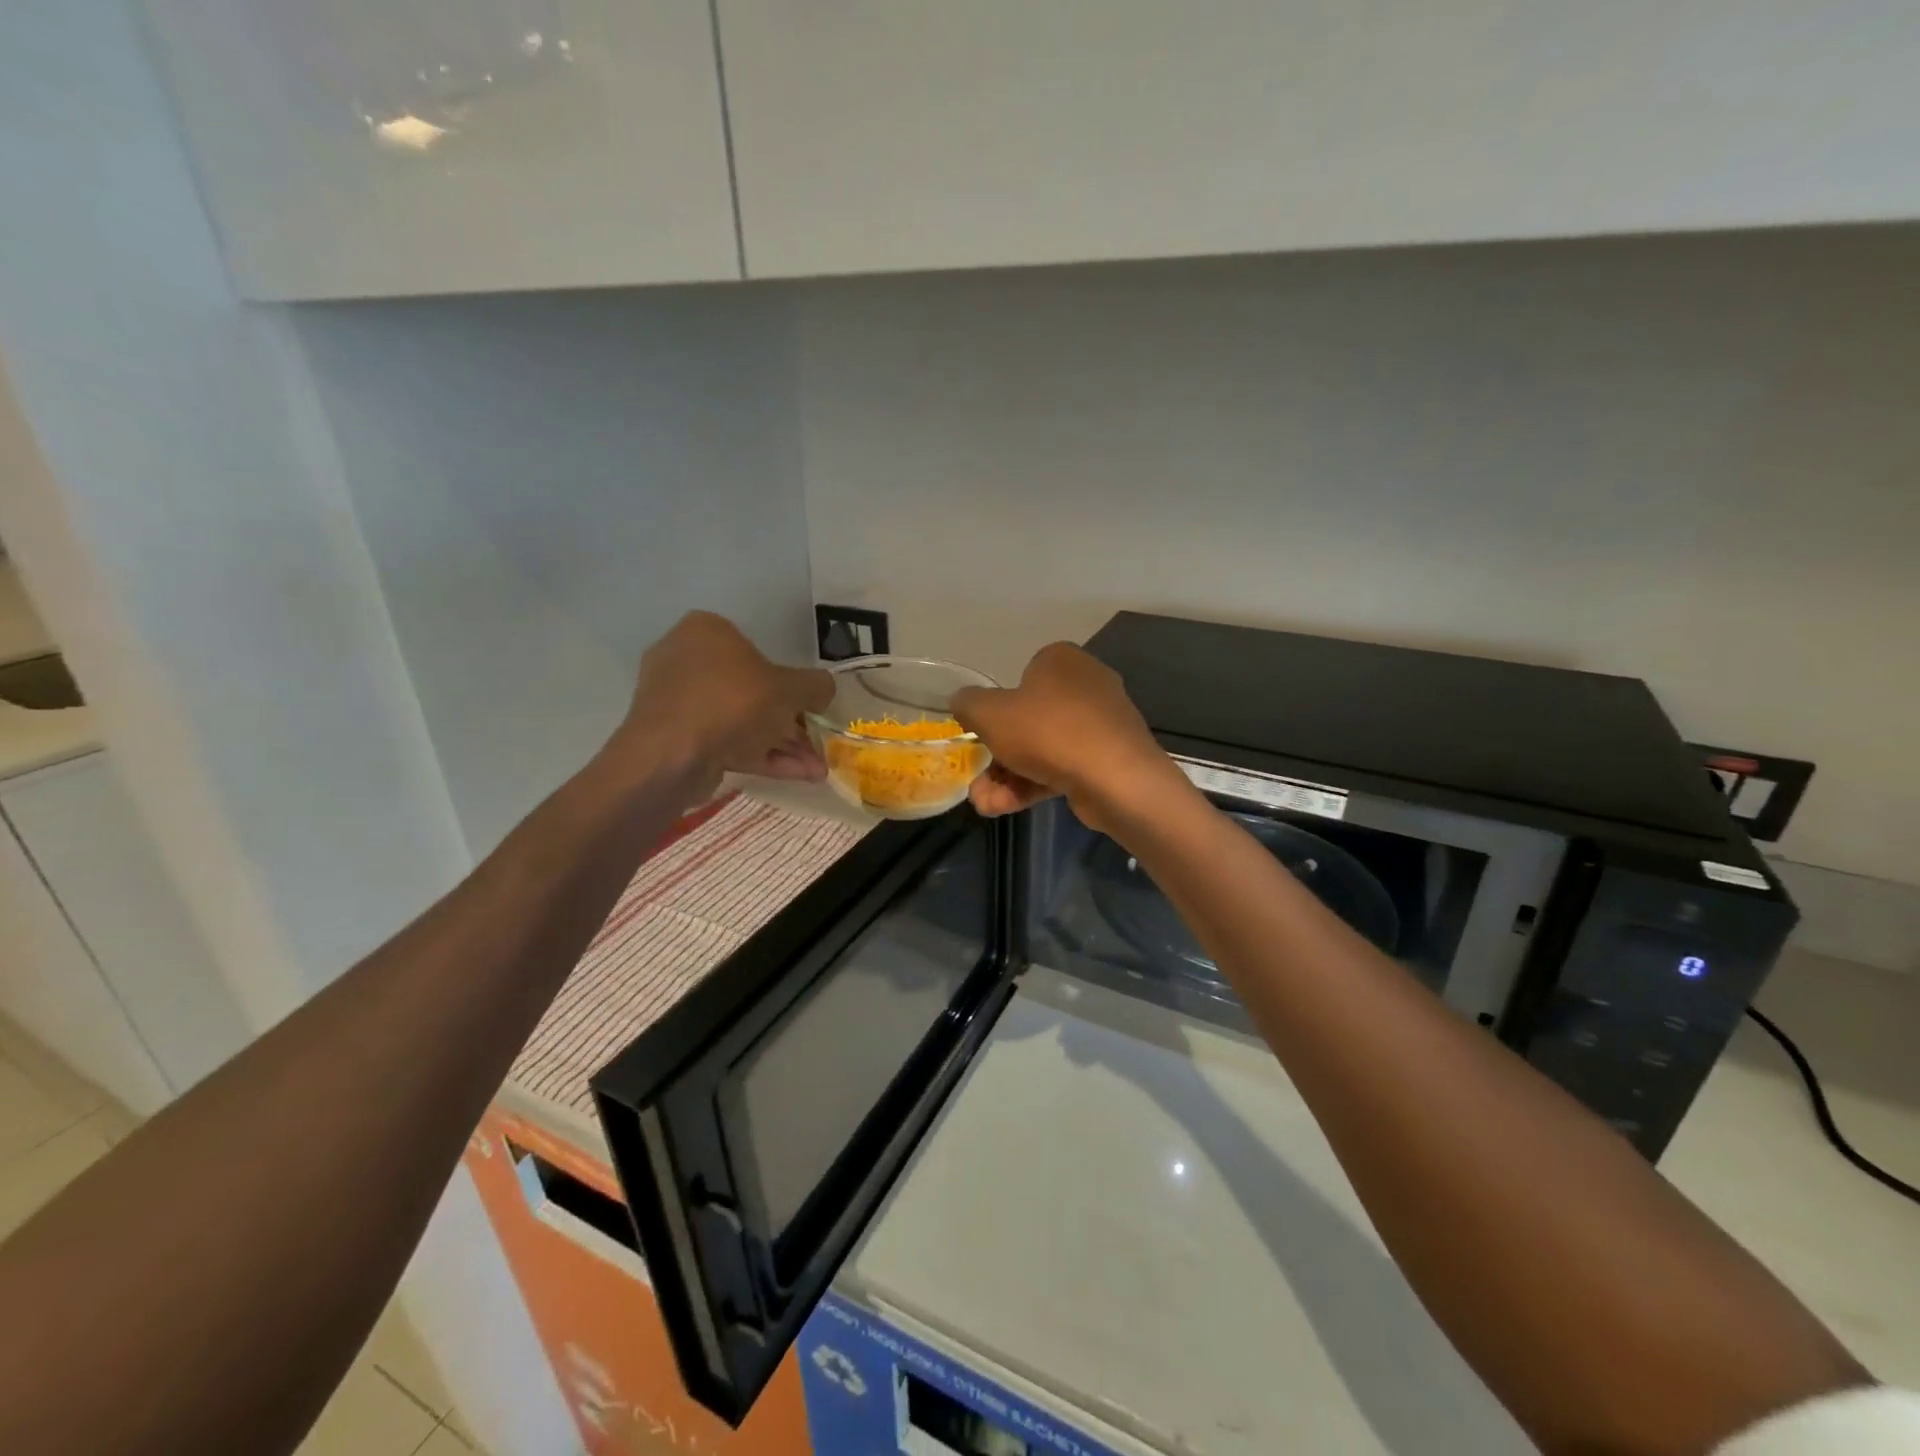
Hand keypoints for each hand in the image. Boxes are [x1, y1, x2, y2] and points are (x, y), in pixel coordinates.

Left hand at [616, 612, 831, 796]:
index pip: (756, 649)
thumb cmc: (734, 702)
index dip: (790, 680)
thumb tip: (824, 690)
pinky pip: (726, 741)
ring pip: (741, 721)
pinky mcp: (677, 738)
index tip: (811, 707)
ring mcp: (678, 702)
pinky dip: (762, 756)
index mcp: (707, 631)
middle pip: (751, 690)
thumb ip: (815, 686)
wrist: (671, 756)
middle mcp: (686, 659)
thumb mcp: (791, 689)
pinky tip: (800, 776)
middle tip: (817, 742)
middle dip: (790, 722)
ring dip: (783, 744)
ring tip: (817, 769)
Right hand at [951, 643, 1181, 829]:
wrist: (1115, 778)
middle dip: (998, 755)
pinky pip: (1063, 766)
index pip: (1021, 676)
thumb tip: (962, 701)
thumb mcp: (990, 714)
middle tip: (978, 779)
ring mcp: (1101, 724)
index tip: (984, 733)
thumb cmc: (1047, 731)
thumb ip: (968, 704)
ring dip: (1008, 777)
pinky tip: (1005, 808)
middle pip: (1029, 719)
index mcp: (1061, 660)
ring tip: (985, 804)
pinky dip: (1034, 785)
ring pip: (1043, 748)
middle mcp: (1085, 684)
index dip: (998, 707)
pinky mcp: (1108, 758)